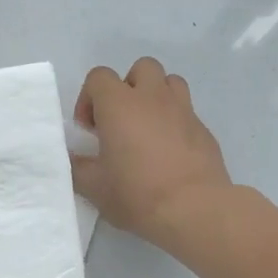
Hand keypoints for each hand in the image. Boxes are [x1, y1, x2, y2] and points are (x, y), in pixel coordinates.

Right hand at [72, 58, 231, 249]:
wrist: (194, 209)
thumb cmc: (137, 194)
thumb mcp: (94, 187)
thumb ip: (78, 167)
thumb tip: (73, 158)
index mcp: (120, 104)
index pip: (99, 77)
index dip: (89, 98)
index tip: (90, 130)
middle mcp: (153, 97)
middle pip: (141, 68)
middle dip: (127, 88)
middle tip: (121, 122)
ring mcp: (183, 110)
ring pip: (170, 82)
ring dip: (155, 97)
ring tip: (148, 129)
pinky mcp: (204, 129)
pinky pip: (186, 112)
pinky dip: (175, 122)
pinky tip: (170, 152)